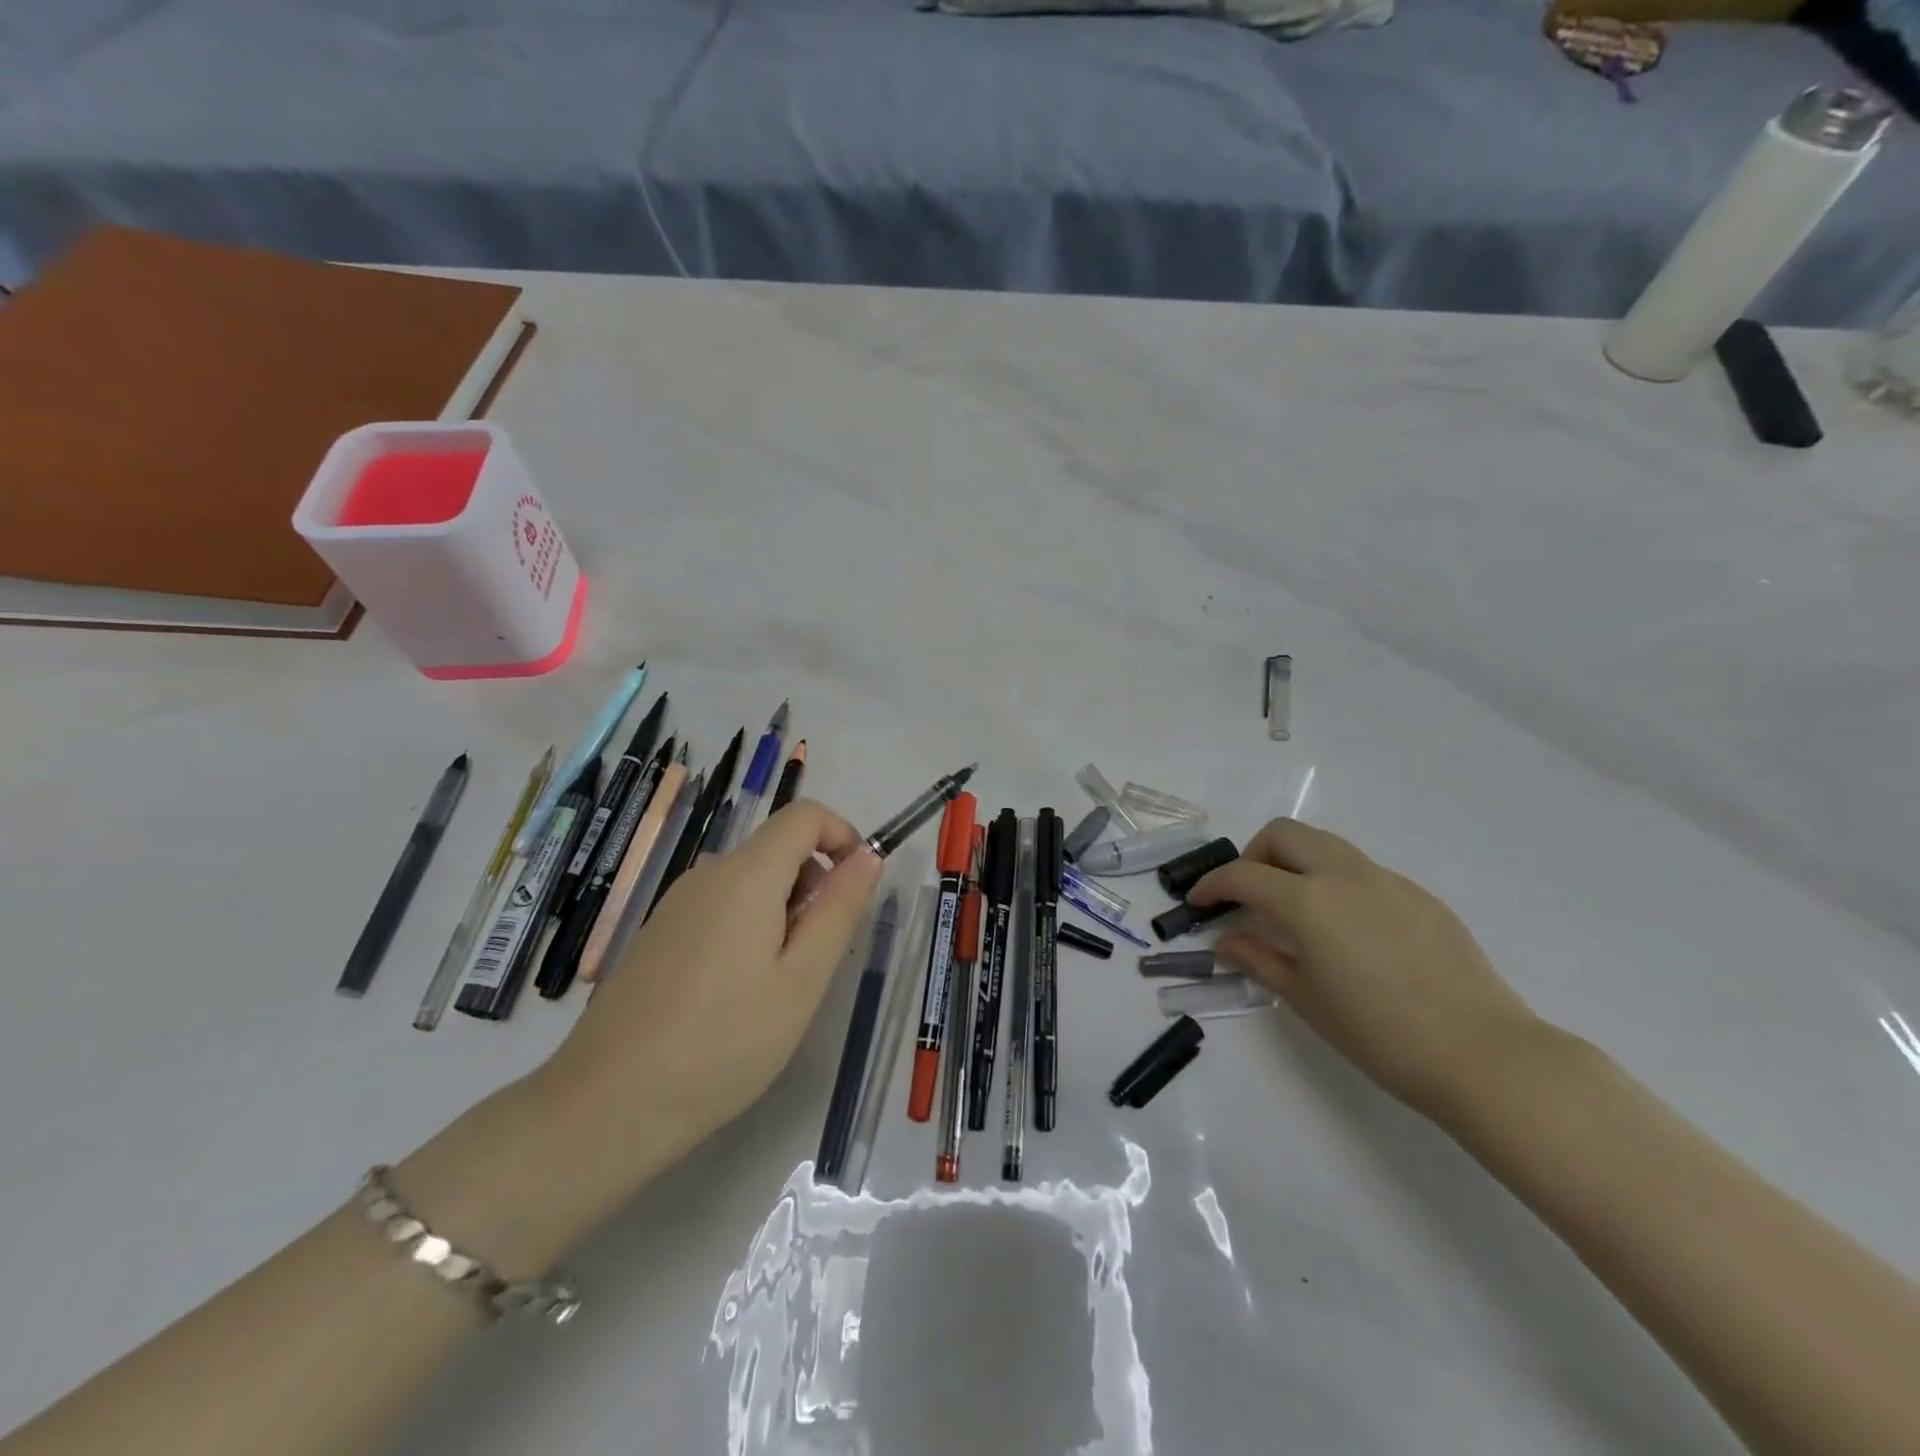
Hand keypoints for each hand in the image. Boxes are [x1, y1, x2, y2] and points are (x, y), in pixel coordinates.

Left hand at [542, 800, 883, 1190]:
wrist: (608, 1104)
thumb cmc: (724, 1043)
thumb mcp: (802, 980)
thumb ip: (839, 910)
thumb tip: (867, 856)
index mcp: (746, 875)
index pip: (804, 815)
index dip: (842, 837)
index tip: (855, 892)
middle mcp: (708, 874)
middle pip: (779, 849)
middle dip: (814, 887)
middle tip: (813, 962)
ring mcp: (676, 904)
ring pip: (751, 881)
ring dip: (783, 914)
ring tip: (774, 988)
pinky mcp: (659, 933)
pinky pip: (721, 907)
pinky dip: (749, 929)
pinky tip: (734, 997)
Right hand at [1190, 819, 1544, 1116]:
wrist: (1484, 1056)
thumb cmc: (1380, 1034)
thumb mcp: (1306, 1000)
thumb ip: (1259, 960)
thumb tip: (1227, 941)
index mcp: (1310, 900)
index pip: (1244, 875)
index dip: (1213, 885)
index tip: (1200, 903)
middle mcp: (1345, 875)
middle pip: (1285, 834)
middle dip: (1254, 855)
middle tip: (1248, 896)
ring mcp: (1388, 880)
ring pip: (1326, 843)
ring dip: (1296, 861)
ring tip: (1293, 907)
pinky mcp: (1420, 896)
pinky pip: (1362, 870)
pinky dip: (1335, 880)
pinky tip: (1347, 930)